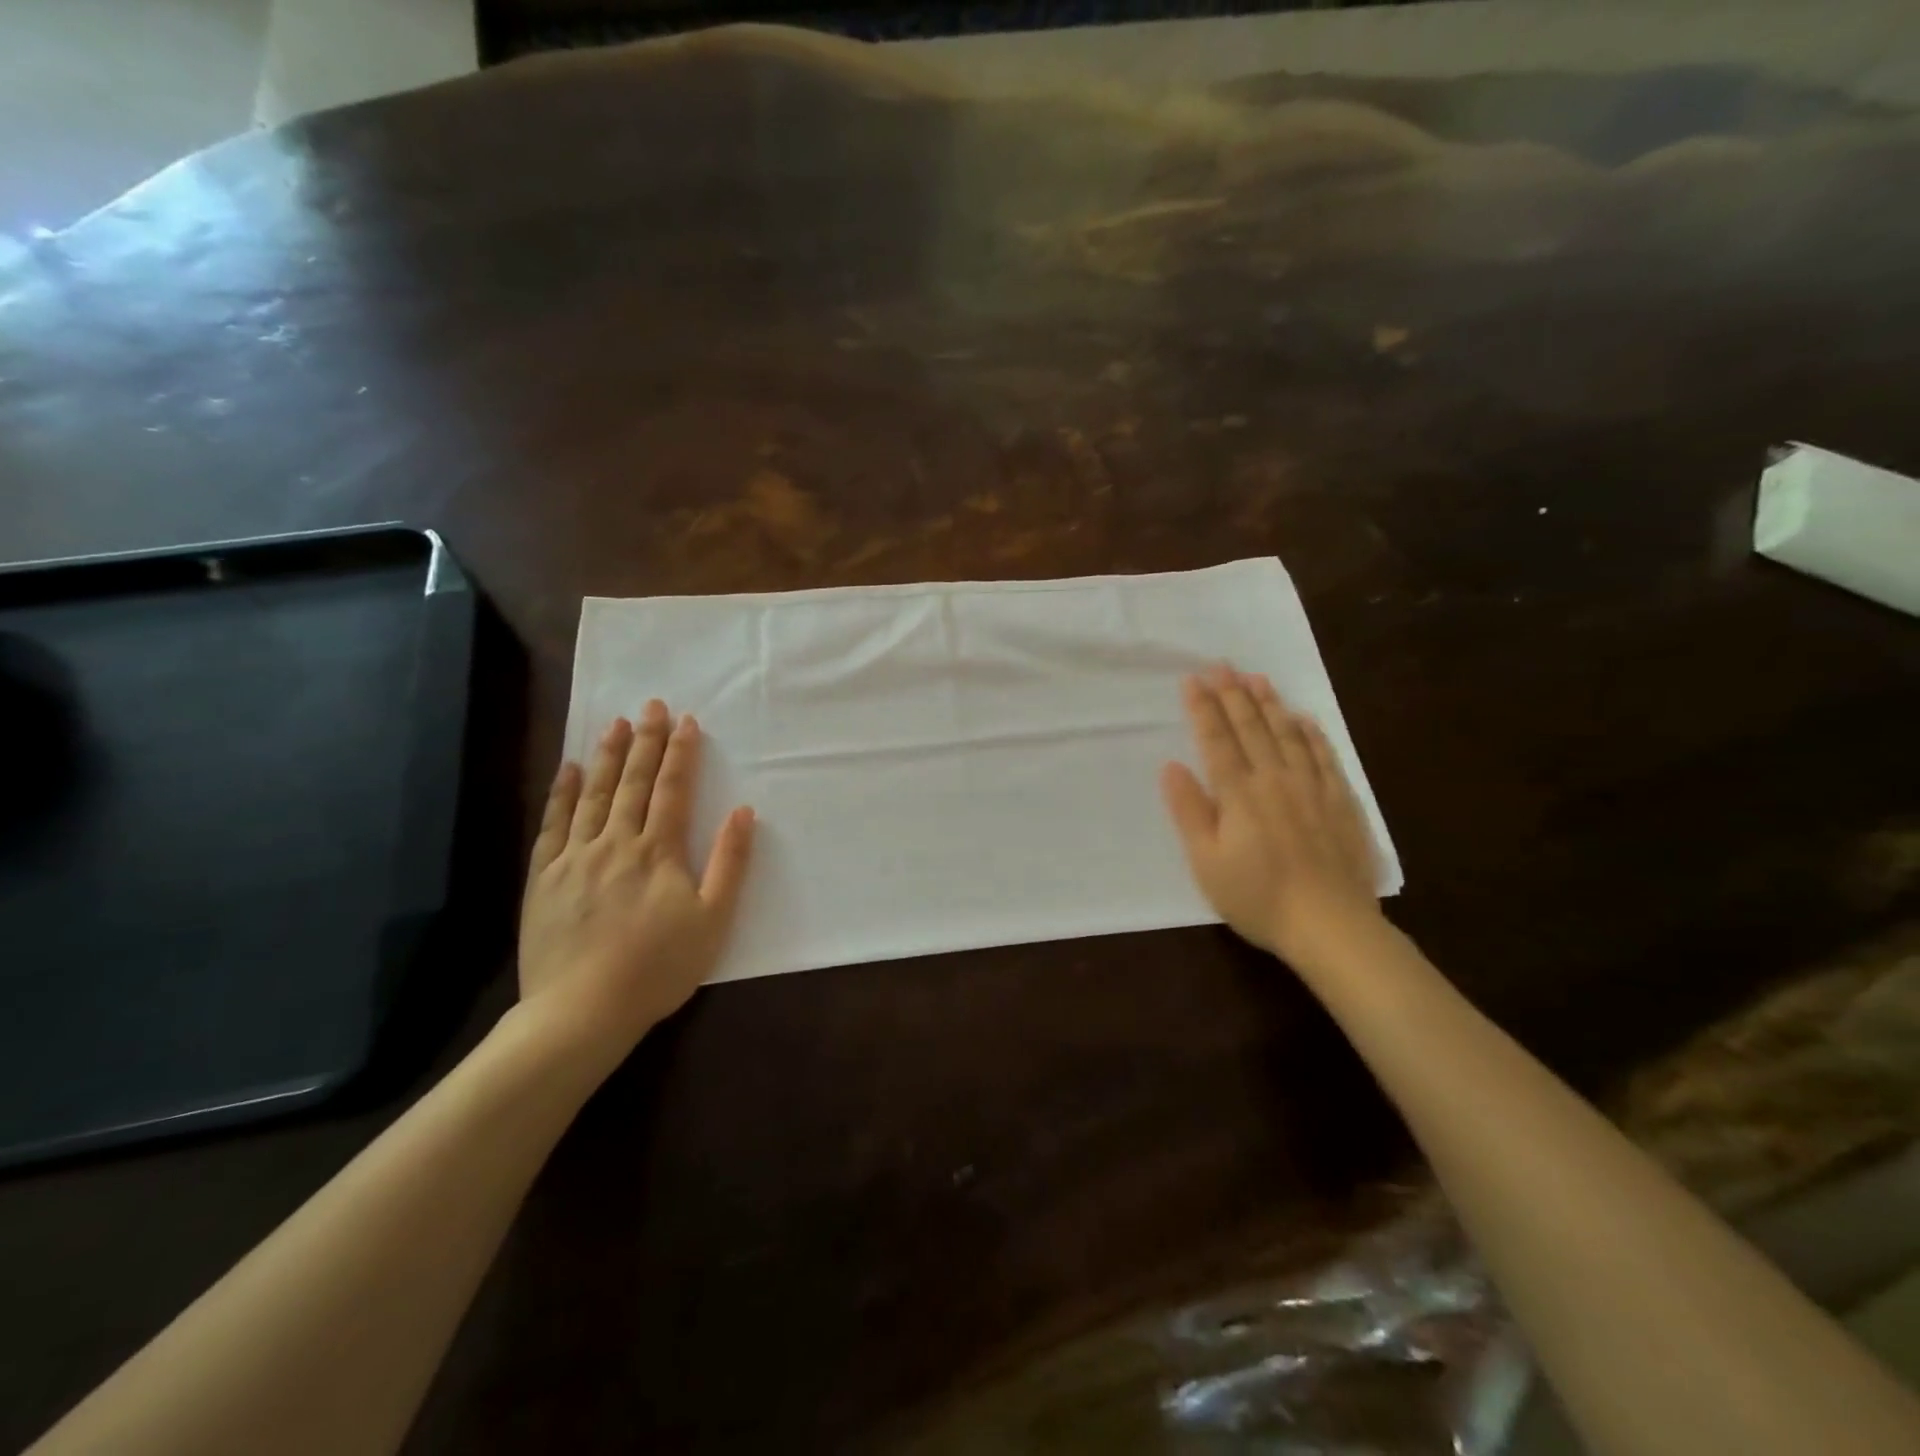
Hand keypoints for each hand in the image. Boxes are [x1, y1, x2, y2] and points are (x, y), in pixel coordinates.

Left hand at [516, 702, 754, 1062]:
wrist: (581, 1011)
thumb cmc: (657, 968)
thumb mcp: (712, 921)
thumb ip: (729, 863)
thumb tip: (743, 812)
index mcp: (658, 852)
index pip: (671, 790)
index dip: (680, 754)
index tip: (686, 721)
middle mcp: (615, 843)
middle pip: (632, 783)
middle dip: (644, 741)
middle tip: (651, 705)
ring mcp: (574, 858)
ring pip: (593, 795)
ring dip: (607, 757)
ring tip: (615, 724)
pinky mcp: (544, 877)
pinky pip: (553, 825)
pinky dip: (562, 793)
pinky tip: (568, 770)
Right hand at [1160, 666, 1381, 965]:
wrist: (1331, 925)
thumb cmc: (1257, 897)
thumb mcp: (1207, 862)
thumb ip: (1189, 811)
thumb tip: (1171, 766)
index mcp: (1239, 794)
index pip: (1216, 739)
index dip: (1203, 707)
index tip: (1192, 679)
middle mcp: (1275, 780)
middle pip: (1251, 728)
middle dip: (1233, 694)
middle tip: (1221, 665)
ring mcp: (1312, 788)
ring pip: (1288, 734)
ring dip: (1270, 704)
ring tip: (1257, 679)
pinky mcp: (1341, 802)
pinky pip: (1324, 756)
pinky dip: (1312, 734)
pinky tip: (1305, 719)